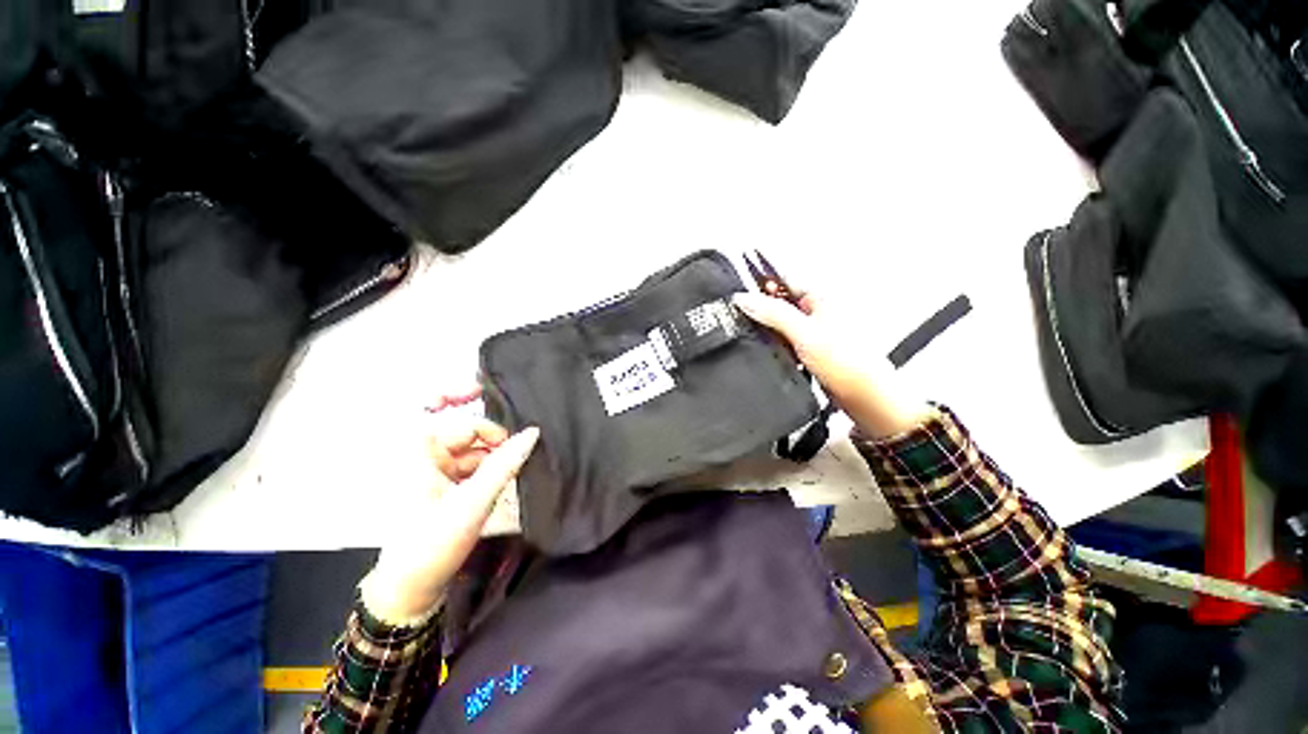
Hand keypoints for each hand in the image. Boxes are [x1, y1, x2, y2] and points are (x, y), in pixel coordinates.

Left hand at [361, 391, 539, 624]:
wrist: (413, 590)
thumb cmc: (432, 543)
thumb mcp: (472, 502)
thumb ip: (505, 465)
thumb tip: (533, 432)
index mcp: (421, 450)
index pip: (446, 408)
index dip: (467, 393)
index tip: (496, 392)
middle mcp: (429, 454)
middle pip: (471, 431)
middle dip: (498, 440)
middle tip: (527, 449)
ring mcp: (440, 470)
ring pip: (479, 450)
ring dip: (500, 458)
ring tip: (523, 469)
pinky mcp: (450, 484)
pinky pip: (478, 466)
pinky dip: (495, 470)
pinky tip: (512, 479)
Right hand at [732, 289, 930, 438]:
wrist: (865, 397)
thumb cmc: (846, 361)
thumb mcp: (803, 333)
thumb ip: (773, 313)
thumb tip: (743, 298)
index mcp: (820, 296)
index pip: (783, 279)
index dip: (760, 284)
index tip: (738, 295)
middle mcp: (817, 309)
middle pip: (780, 301)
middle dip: (761, 309)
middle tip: (742, 319)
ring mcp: (813, 329)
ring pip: (781, 323)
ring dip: (768, 330)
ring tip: (756, 338)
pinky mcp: (810, 348)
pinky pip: (785, 340)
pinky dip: (776, 345)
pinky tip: (770, 352)